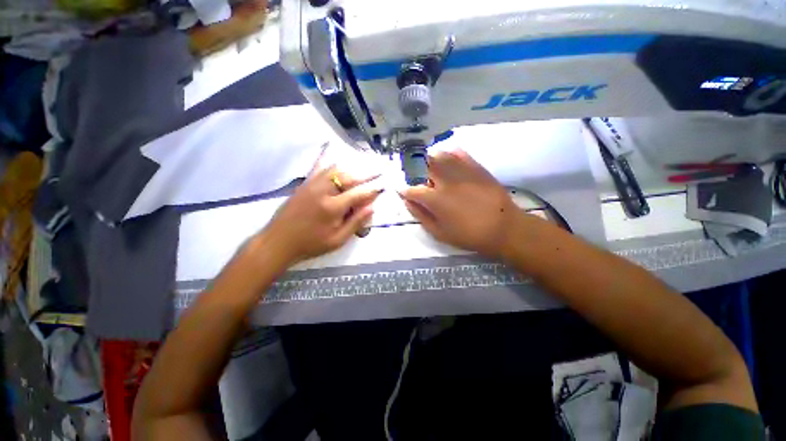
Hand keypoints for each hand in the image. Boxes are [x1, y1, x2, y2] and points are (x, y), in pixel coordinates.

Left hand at [261, 151, 382, 265]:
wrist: (278, 242)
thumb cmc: (310, 244)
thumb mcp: (337, 240)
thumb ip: (356, 223)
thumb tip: (371, 207)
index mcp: (332, 207)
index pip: (359, 194)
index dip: (372, 190)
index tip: (383, 186)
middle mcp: (323, 191)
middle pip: (349, 177)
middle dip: (366, 174)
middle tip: (378, 171)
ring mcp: (312, 185)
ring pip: (335, 170)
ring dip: (350, 169)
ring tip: (361, 169)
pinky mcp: (304, 184)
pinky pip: (318, 168)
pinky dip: (328, 161)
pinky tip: (330, 149)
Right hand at [398, 149, 520, 258]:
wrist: (503, 228)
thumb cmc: (468, 235)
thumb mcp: (440, 233)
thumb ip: (421, 216)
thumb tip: (408, 202)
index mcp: (435, 199)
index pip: (413, 190)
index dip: (405, 190)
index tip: (402, 191)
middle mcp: (446, 181)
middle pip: (423, 166)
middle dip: (414, 169)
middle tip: (414, 175)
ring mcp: (462, 172)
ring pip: (440, 156)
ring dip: (430, 159)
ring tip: (428, 166)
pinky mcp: (476, 168)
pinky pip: (459, 154)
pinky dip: (450, 154)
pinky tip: (448, 158)